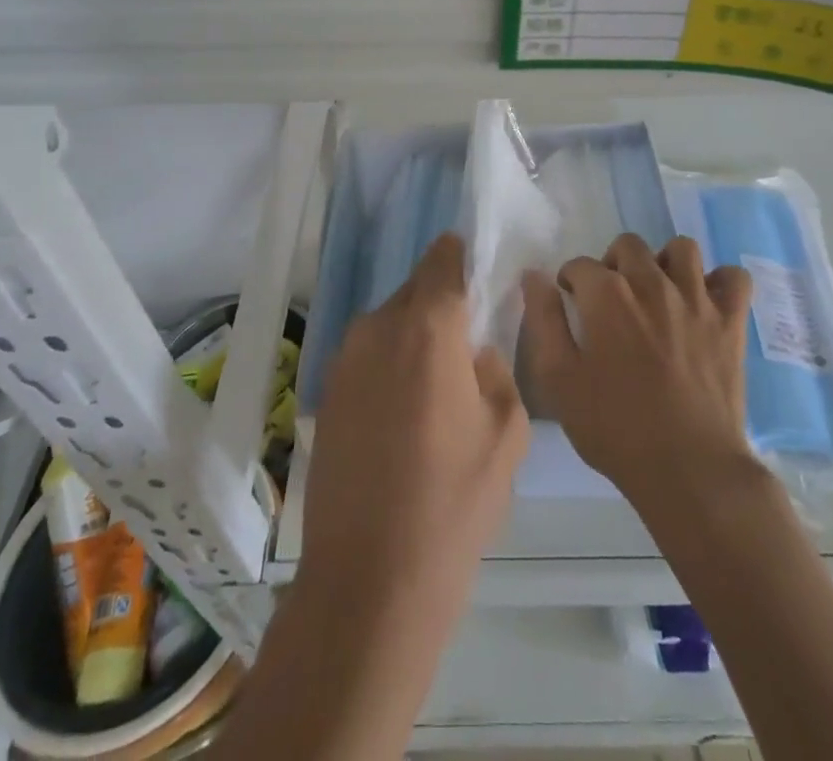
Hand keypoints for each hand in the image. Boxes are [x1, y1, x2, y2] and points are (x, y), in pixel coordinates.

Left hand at [302, 233, 528, 626]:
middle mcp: (379, 327)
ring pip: (388, 323)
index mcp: (429, 327)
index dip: (456, 254)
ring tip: (433, 378)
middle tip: (461, 332)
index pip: (442, 262)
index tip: (468, 256)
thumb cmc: (453, 502)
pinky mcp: (325, 392)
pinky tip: (401, 408)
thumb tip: (474, 352)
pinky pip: (367, 355)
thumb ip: (495, 370)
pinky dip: (387, 362)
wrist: (369, 578)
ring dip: (411, 334)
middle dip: (438, 300)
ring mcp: (345, 359)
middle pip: (413, 290)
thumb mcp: (506, 432)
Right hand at [522, 234, 755, 511]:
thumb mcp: (559, 380)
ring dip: (665, 263)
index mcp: (607, 295)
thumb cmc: (615, 428)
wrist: (689, 469)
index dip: (571, 282)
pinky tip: (706, 302)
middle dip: (613, 264)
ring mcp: (696, 298)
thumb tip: (534, 276)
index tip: (572, 304)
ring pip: (682, 249)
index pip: (580, 265)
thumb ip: (544, 321)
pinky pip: (735, 277)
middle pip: (628, 245)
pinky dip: (721, 282)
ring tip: (658, 293)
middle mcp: (652, 282)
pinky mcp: (731, 321)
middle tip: (611, 300)